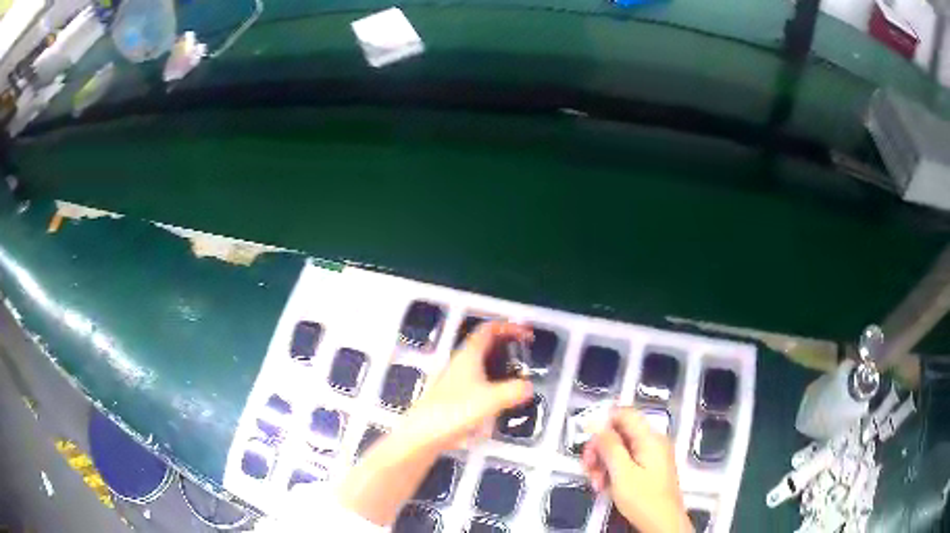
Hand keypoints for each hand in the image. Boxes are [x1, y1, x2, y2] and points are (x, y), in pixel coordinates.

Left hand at [338, 321, 533, 525]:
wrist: (422, 435)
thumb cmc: (452, 413)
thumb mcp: (491, 400)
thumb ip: (515, 391)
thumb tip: (529, 387)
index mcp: (468, 356)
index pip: (489, 329)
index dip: (508, 327)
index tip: (525, 334)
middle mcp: (459, 364)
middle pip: (484, 344)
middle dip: (506, 345)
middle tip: (523, 352)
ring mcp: (453, 380)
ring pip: (479, 363)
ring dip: (498, 364)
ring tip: (515, 376)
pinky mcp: (450, 397)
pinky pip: (475, 382)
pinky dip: (490, 383)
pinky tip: (497, 401)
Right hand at [582, 408, 689, 532]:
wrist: (662, 523)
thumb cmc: (643, 498)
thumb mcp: (621, 473)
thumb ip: (609, 445)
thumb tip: (596, 422)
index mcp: (649, 438)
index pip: (624, 414)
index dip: (603, 423)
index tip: (587, 442)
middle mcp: (652, 442)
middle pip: (619, 433)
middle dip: (600, 448)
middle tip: (588, 467)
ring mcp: (651, 455)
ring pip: (620, 448)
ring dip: (603, 463)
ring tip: (596, 483)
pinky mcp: (649, 468)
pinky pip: (626, 460)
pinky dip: (612, 470)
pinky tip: (605, 486)